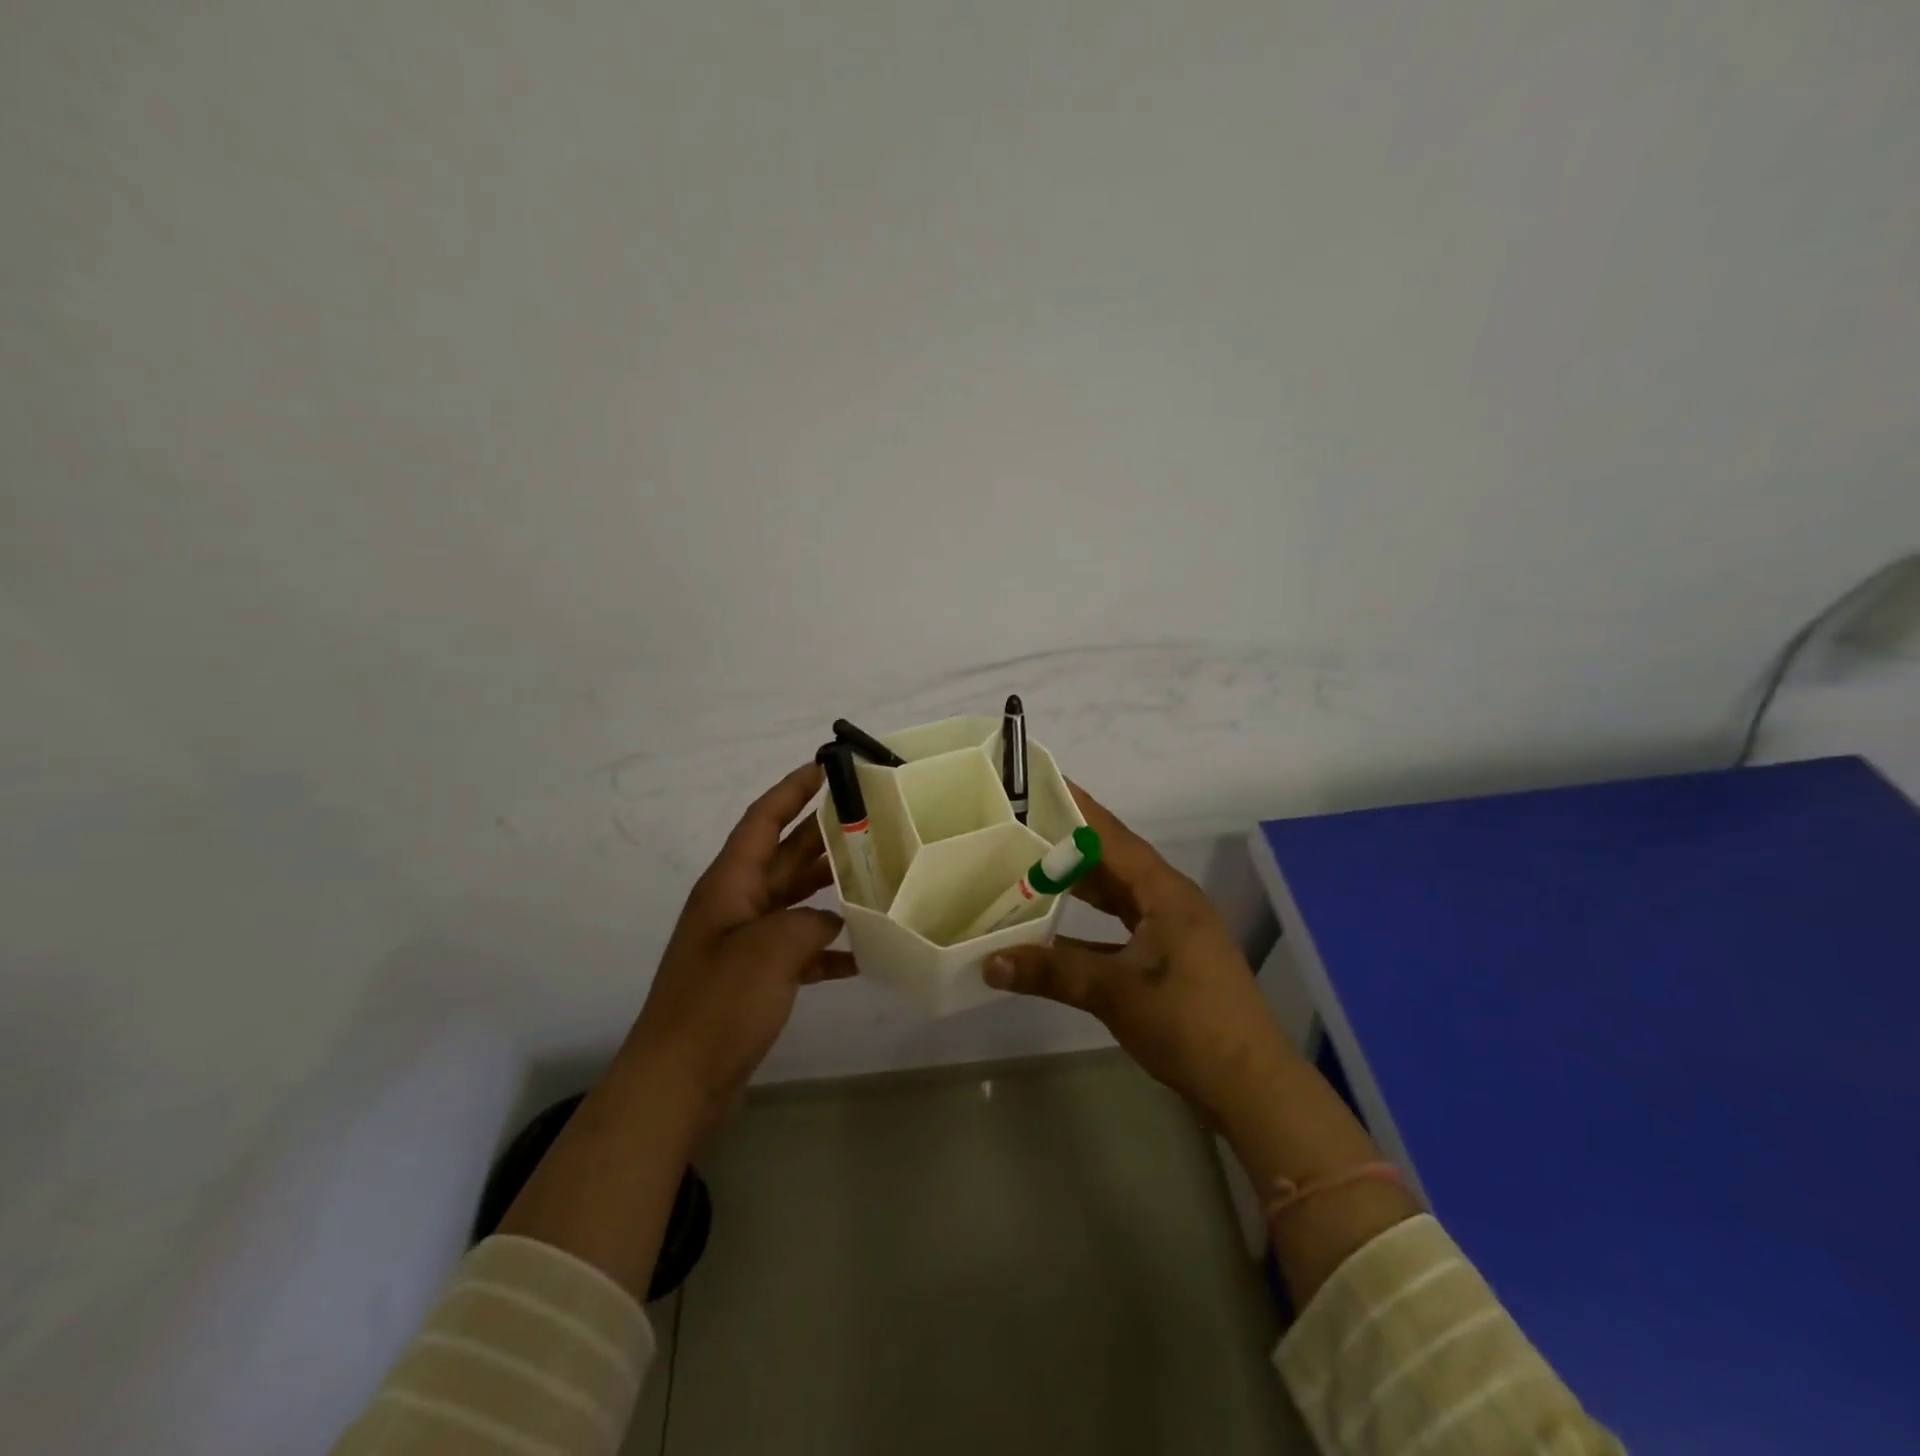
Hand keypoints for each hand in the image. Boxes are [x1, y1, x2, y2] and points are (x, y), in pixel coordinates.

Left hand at [620, 761, 854, 1146]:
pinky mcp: (755, 978)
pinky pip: (799, 947)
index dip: (792, 790)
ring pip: (796, 900)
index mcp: (729, 884)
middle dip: (824, 836)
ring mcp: (745, 942)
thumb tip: (833, 922)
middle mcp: (736, 905)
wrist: (678, 1083)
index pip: (762, 820)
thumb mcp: (771, 950)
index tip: (825, 767)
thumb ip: (810, 922)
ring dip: (831, 888)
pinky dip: (827, 946)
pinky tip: (863, 953)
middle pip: (785, 856)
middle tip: (872, 820)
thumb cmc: (718, 1005)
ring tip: (878, 876)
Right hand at [983, 784, 1296, 1134]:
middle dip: (1069, 844)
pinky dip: (1086, 925)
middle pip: (1113, 861)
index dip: (1077, 808)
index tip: (1041, 783)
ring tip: (1028, 867)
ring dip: (1078, 884)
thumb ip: (1051, 970)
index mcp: (1166, 892)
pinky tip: (1052, 931)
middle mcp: (1170, 901)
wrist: (1250, 1086)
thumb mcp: (1115, 991)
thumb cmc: (1188, 1024)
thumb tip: (988, 961)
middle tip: (1020, 826)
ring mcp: (1172, 932)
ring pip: (1116, 895)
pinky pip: (1119, 927)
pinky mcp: (1168, 960)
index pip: (1112, 837)